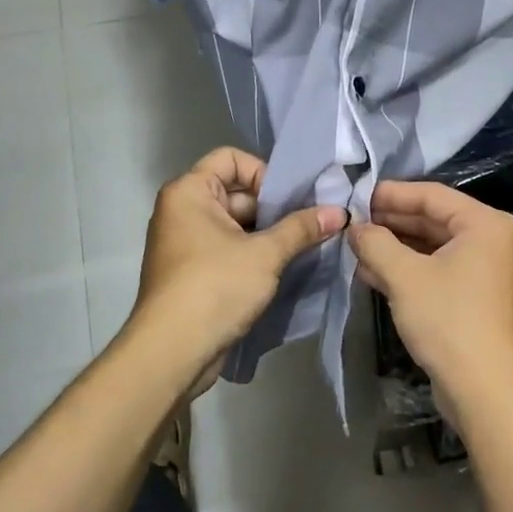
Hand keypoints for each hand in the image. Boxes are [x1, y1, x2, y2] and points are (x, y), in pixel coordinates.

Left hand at [127, 147, 345, 388]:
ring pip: (236, 224)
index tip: (289, 201)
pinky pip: (228, 248)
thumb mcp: (265, 254)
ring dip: (268, 233)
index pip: (232, 158)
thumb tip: (340, 212)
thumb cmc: (215, 287)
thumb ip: (302, 228)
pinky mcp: (192, 271)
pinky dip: (253, 254)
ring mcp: (185, 242)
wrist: (172, 352)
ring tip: (303, 246)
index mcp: (189, 192)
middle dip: (274, 207)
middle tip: (310, 224)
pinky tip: (283, 268)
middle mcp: (182, 210)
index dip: (264, 173)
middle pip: (236, 192)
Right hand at [348, 180, 512, 436]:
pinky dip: (409, 271)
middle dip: (391, 223)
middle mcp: (491, 241)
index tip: (357, 195)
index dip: (392, 194)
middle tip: (353, 222)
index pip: (432, 195)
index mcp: (485, 224)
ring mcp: (486, 271)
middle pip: (434, 220)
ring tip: (356, 248)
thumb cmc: (448, 320)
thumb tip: (355, 227)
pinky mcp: (477, 299)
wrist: (485, 390)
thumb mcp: (404, 276)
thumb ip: (375, 243)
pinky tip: (373, 274)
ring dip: (395, 249)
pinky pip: (438, 271)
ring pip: (433, 248)